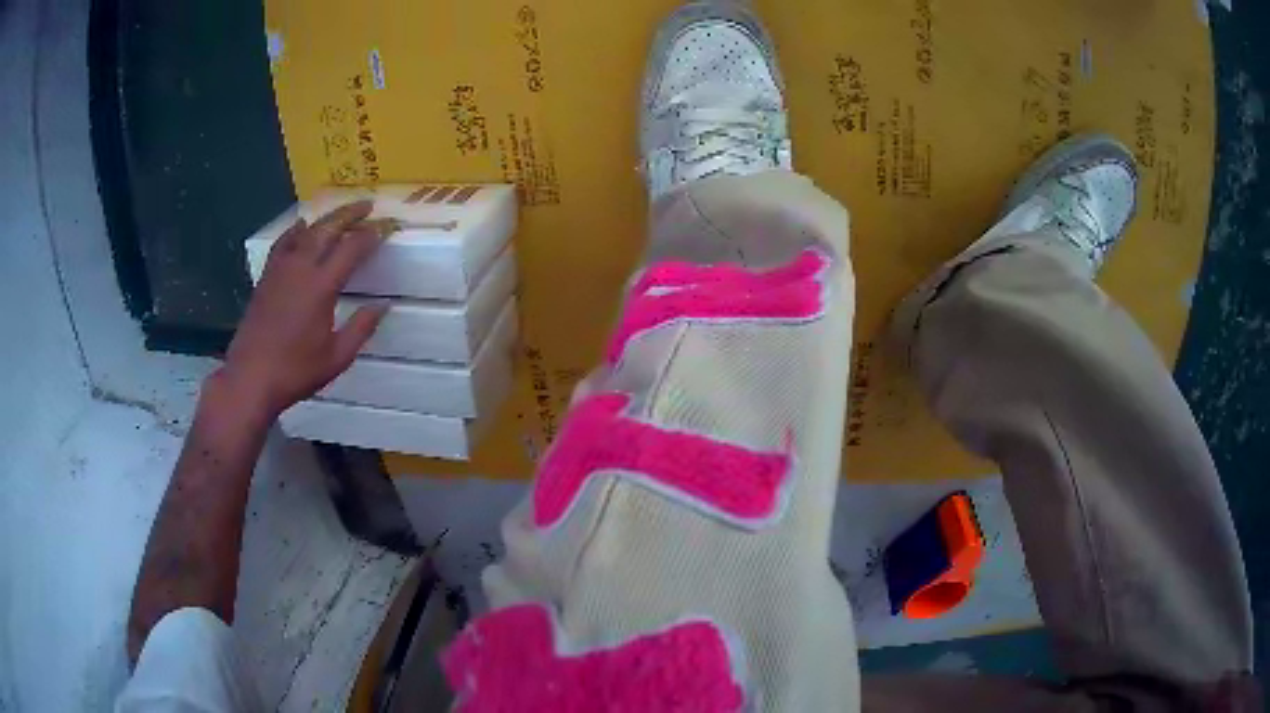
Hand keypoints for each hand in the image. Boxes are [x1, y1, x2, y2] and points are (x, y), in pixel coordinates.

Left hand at [220, 201, 396, 417]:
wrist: (250, 377)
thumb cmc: (295, 371)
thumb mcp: (337, 357)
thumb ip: (361, 328)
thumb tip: (383, 306)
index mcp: (321, 287)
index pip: (352, 248)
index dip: (372, 234)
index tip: (387, 226)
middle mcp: (300, 269)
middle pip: (328, 228)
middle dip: (350, 214)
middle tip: (368, 205)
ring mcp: (280, 270)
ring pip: (305, 231)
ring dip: (326, 219)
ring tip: (340, 213)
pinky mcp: (266, 277)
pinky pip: (283, 243)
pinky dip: (296, 230)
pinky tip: (301, 227)